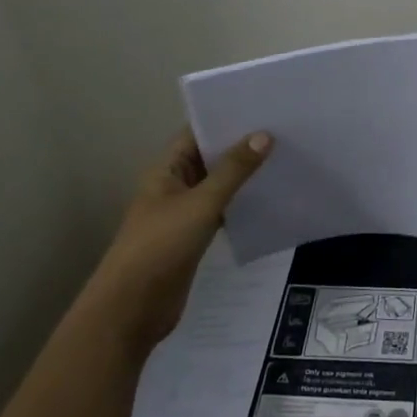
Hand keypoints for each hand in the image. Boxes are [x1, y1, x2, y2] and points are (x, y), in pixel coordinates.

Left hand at [96, 128, 271, 346]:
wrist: (133, 308)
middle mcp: (173, 186)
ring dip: (243, 176)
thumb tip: (264, 135)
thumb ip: (233, 171)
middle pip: (209, 158)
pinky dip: (241, 203)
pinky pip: (221, 210)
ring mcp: (183, 213)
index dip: (224, 119)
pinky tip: (269, 198)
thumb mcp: (200, 204)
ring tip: (283, 158)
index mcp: (165, 170)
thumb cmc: (161, 246)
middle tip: (283, 130)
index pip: (196, 133)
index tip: (261, 108)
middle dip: (240, 146)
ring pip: (217, 185)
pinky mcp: (194, 237)